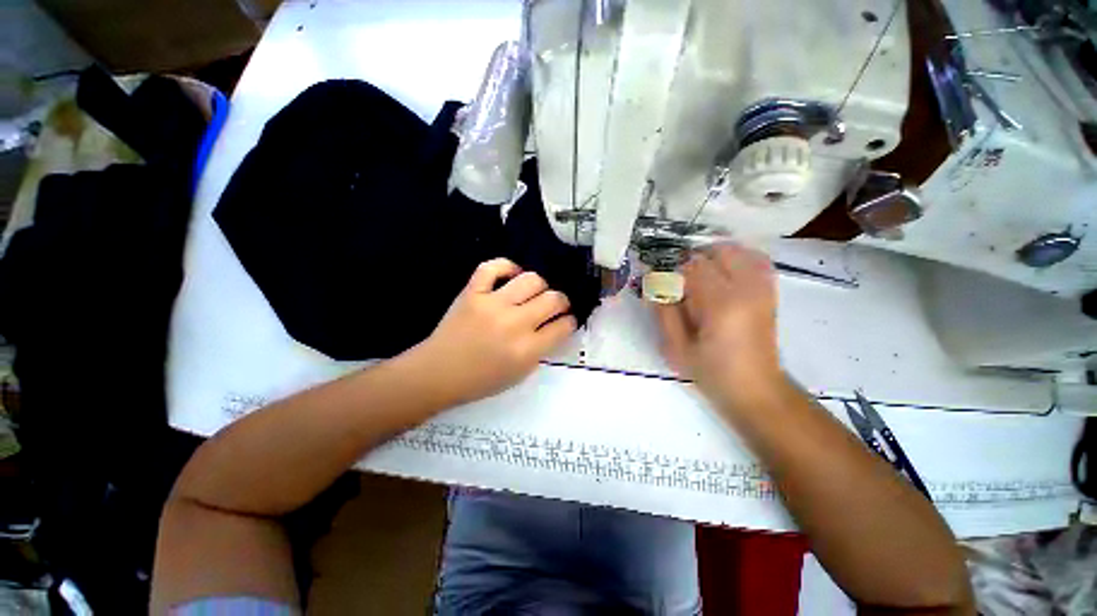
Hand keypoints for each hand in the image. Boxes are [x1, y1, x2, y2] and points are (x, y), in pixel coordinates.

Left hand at [415, 259, 576, 404]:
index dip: (570, 321)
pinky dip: (507, 267)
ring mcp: (492, 304)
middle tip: (555, 306)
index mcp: (526, 350)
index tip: (566, 320)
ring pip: (531, 279)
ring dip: (540, 286)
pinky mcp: (473, 292)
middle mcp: (514, 324)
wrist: (439, 372)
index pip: (562, 326)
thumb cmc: (481, 380)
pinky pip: (494, 266)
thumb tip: (556, 325)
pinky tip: (512, 276)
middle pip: (553, 299)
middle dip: (561, 302)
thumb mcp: (520, 374)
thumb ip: (542, 349)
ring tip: (534, 293)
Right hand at [655, 244, 784, 409]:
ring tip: (699, 275)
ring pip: (739, 251)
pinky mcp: (770, 293)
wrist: (756, 390)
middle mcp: (747, 289)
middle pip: (718, 252)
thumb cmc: (712, 373)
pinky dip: (737, 258)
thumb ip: (663, 313)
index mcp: (721, 305)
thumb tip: (655, 286)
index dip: (673, 272)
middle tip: (680, 281)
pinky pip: (756, 260)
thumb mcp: (676, 349)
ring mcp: (763, 289)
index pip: (693, 267)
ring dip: (714, 257)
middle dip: (693, 261)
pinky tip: (722, 274)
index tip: (662, 286)